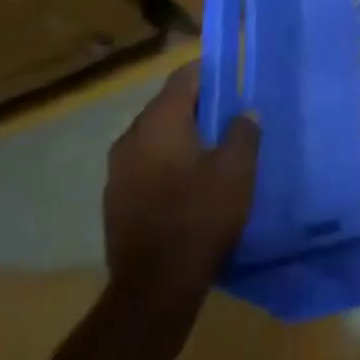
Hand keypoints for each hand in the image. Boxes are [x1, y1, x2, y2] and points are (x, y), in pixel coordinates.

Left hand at [103, 62, 259, 298]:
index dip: (210, 72)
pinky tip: (190, 178)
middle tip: (230, 112)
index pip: (184, 78)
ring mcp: (117, 172)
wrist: (154, 287)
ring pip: (155, 136)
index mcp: (159, 122)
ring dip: (182, 134)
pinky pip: (146, 163)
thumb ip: (243, 131)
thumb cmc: (200, 216)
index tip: (234, 76)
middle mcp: (131, 138)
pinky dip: (168, 160)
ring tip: (214, 146)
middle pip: (167, 105)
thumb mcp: (237, 169)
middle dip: (198, 105)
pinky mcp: (115, 200)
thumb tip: (244, 112)